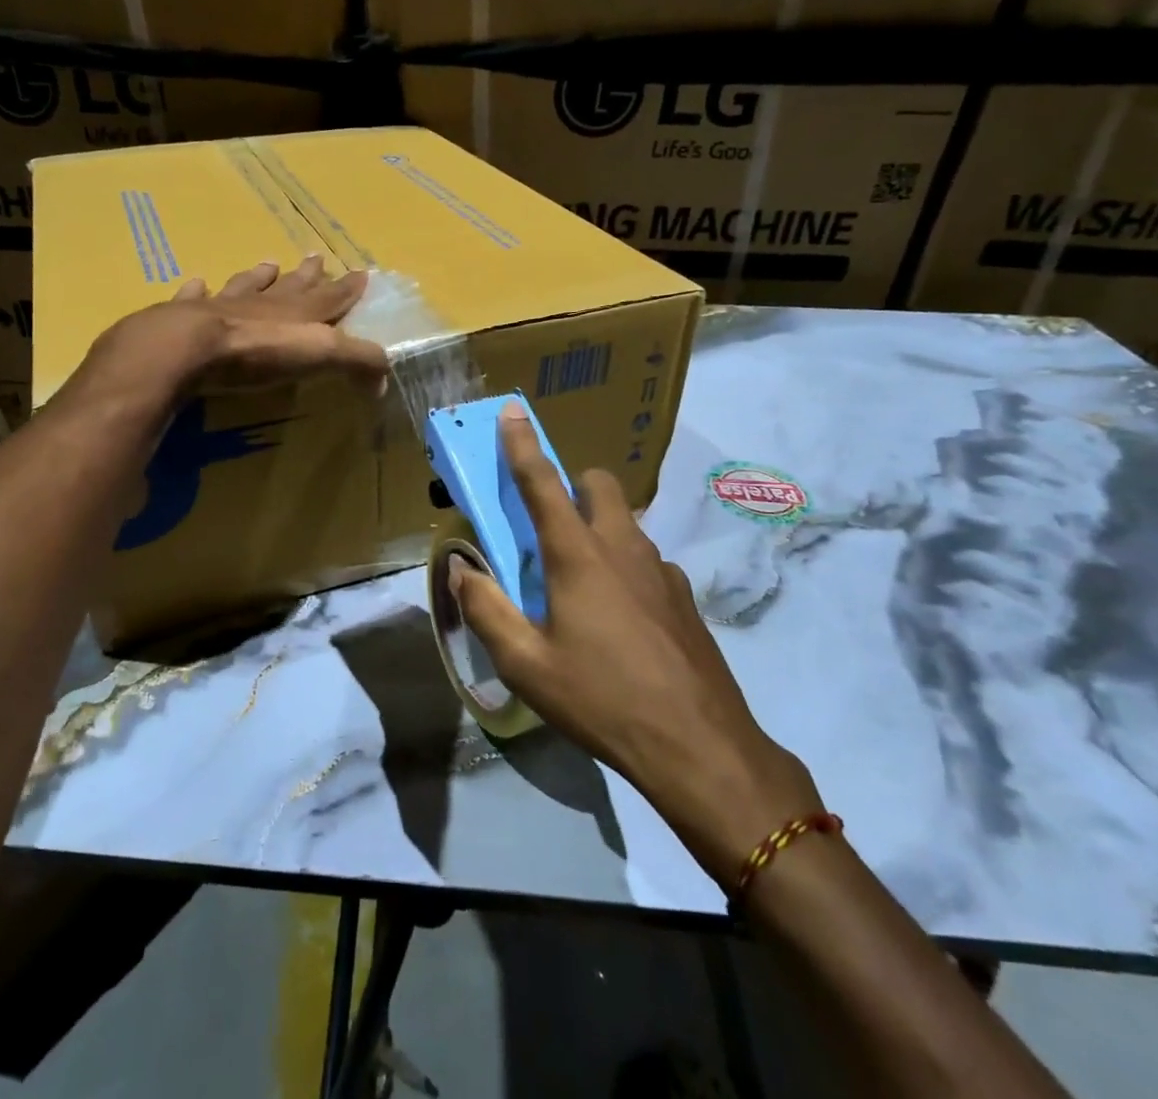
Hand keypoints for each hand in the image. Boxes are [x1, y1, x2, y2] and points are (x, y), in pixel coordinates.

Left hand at [88, 256, 388, 397]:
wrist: (187, 347)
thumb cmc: (258, 352)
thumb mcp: (320, 355)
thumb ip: (357, 362)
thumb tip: (385, 376)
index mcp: (297, 311)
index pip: (330, 297)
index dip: (347, 287)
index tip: (360, 272)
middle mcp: (263, 302)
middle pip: (291, 285)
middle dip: (307, 274)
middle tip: (316, 257)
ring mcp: (223, 305)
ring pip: (247, 285)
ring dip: (259, 276)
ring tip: (268, 263)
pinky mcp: (186, 316)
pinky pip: (195, 297)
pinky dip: (198, 290)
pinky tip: (197, 282)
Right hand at [449, 403, 821, 888]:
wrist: (698, 746)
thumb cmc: (601, 699)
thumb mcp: (525, 664)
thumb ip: (486, 609)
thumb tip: (460, 567)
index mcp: (577, 555)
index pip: (542, 483)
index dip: (522, 444)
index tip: (512, 411)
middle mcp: (622, 547)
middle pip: (598, 484)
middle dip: (572, 486)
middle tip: (550, 526)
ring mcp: (661, 570)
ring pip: (626, 522)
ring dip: (599, 529)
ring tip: (581, 585)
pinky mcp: (684, 597)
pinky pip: (646, 561)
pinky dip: (625, 568)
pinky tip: (620, 620)